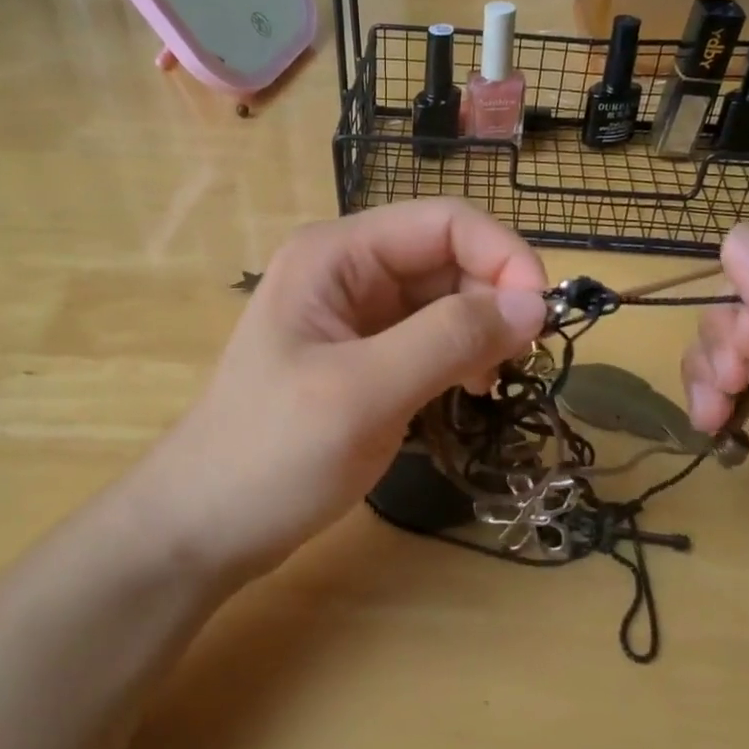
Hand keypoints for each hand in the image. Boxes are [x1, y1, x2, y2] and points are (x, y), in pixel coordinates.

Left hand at [127, 200, 547, 581]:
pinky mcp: (364, 356)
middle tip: (517, 361)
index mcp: (337, 254)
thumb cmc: (274, 454)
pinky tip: (467, 391)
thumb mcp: (366, 392)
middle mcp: (349, 270)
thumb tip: (535, 303)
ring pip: (445, 299)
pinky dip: (460, 357)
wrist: (206, 526)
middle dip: (493, 298)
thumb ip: (450, 339)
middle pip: (448, 257)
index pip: (444, 221)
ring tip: (487, 383)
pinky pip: (430, 337)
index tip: (542, 317)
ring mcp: (355, 315)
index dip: (502, 256)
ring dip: (480, 331)